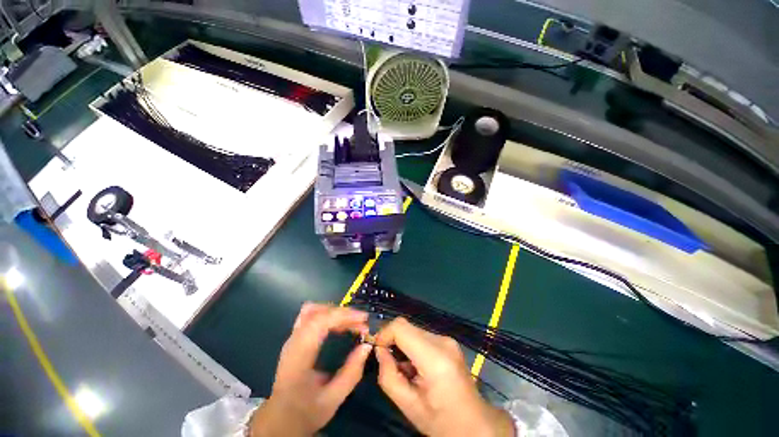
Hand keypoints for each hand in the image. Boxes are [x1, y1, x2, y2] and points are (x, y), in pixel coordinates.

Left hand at [249, 303, 372, 436]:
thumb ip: (351, 373)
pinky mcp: (296, 338)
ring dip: (335, 312)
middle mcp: (293, 342)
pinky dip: (328, 314)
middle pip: (317, 312)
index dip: (343, 315)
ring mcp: (292, 338)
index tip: (363, 319)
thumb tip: (366, 346)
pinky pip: (311, 315)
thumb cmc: (305, 412)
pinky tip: (339, 325)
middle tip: (361, 324)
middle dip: (342, 313)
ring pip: (313, 310)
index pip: (319, 323)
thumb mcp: (332, 400)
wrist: (279, 420)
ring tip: (352, 323)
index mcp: (299, 357)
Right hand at [374, 317, 514, 436]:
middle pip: (407, 327)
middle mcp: (442, 341)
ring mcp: (447, 339)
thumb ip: (388, 376)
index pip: (401, 327)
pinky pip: (422, 336)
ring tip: (403, 368)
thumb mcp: (409, 406)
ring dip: (402, 344)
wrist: (475, 424)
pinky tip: (415, 366)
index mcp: (434, 357)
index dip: (384, 333)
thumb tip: (380, 351)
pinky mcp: (448, 341)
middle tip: (387, 362)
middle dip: (392, 340)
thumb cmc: (441, 421)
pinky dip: (412, 346)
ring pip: (413, 330)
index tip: (377, 350)